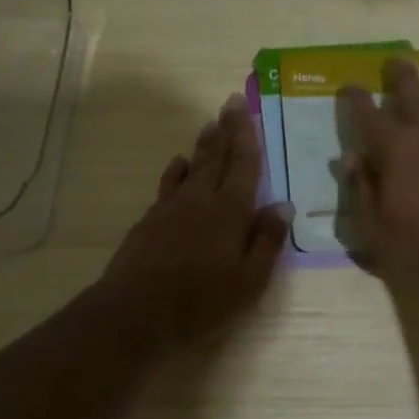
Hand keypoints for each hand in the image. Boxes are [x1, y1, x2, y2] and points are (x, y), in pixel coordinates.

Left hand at [101, 94, 291, 345]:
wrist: (136, 314)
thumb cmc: (203, 302)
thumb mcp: (250, 281)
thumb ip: (267, 241)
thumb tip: (282, 205)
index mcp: (231, 212)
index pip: (243, 165)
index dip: (246, 135)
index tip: (244, 107)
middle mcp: (201, 201)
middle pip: (216, 158)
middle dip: (225, 130)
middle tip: (230, 103)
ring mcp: (171, 209)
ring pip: (191, 168)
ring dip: (203, 146)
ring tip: (209, 125)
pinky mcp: (150, 222)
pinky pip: (168, 185)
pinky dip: (176, 171)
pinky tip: (178, 164)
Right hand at [339, 58, 418, 282]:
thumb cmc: (418, 242)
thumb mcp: (373, 224)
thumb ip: (361, 188)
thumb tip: (351, 159)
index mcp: (396, 149)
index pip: (369, 117)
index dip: (357, 100)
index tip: (350, 85)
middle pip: (415, 97)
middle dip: (403, 76)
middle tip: (398, 59)